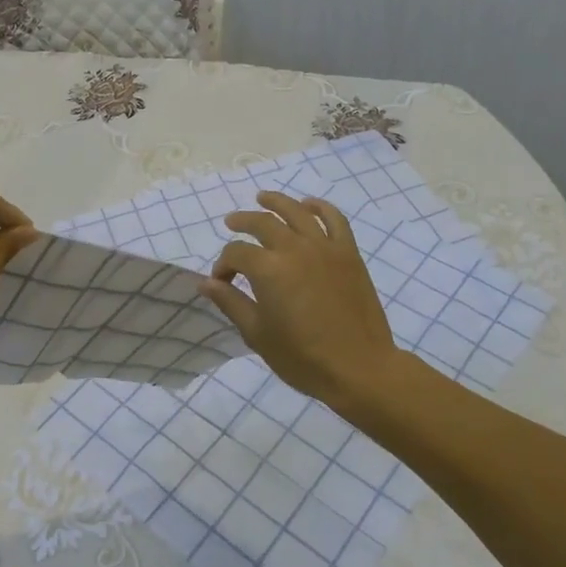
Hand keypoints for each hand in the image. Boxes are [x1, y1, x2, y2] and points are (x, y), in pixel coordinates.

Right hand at [200, 193, 401, 408]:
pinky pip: (335, 219)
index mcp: (269, 269)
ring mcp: (325, 247)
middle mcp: (295, 249)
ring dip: (276, 202)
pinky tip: (309, 205)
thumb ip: (231, 303)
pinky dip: (320, 207)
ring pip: (297, 211)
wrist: (359, 368)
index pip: (236, 253)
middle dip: (242, 221)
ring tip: (262, 198)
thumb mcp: (258, 334)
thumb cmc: (303, 358)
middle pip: (262, 222)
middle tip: (231, 223)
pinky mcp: (348, 253)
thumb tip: (206, 283)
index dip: (223, 265)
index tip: (222, 282)